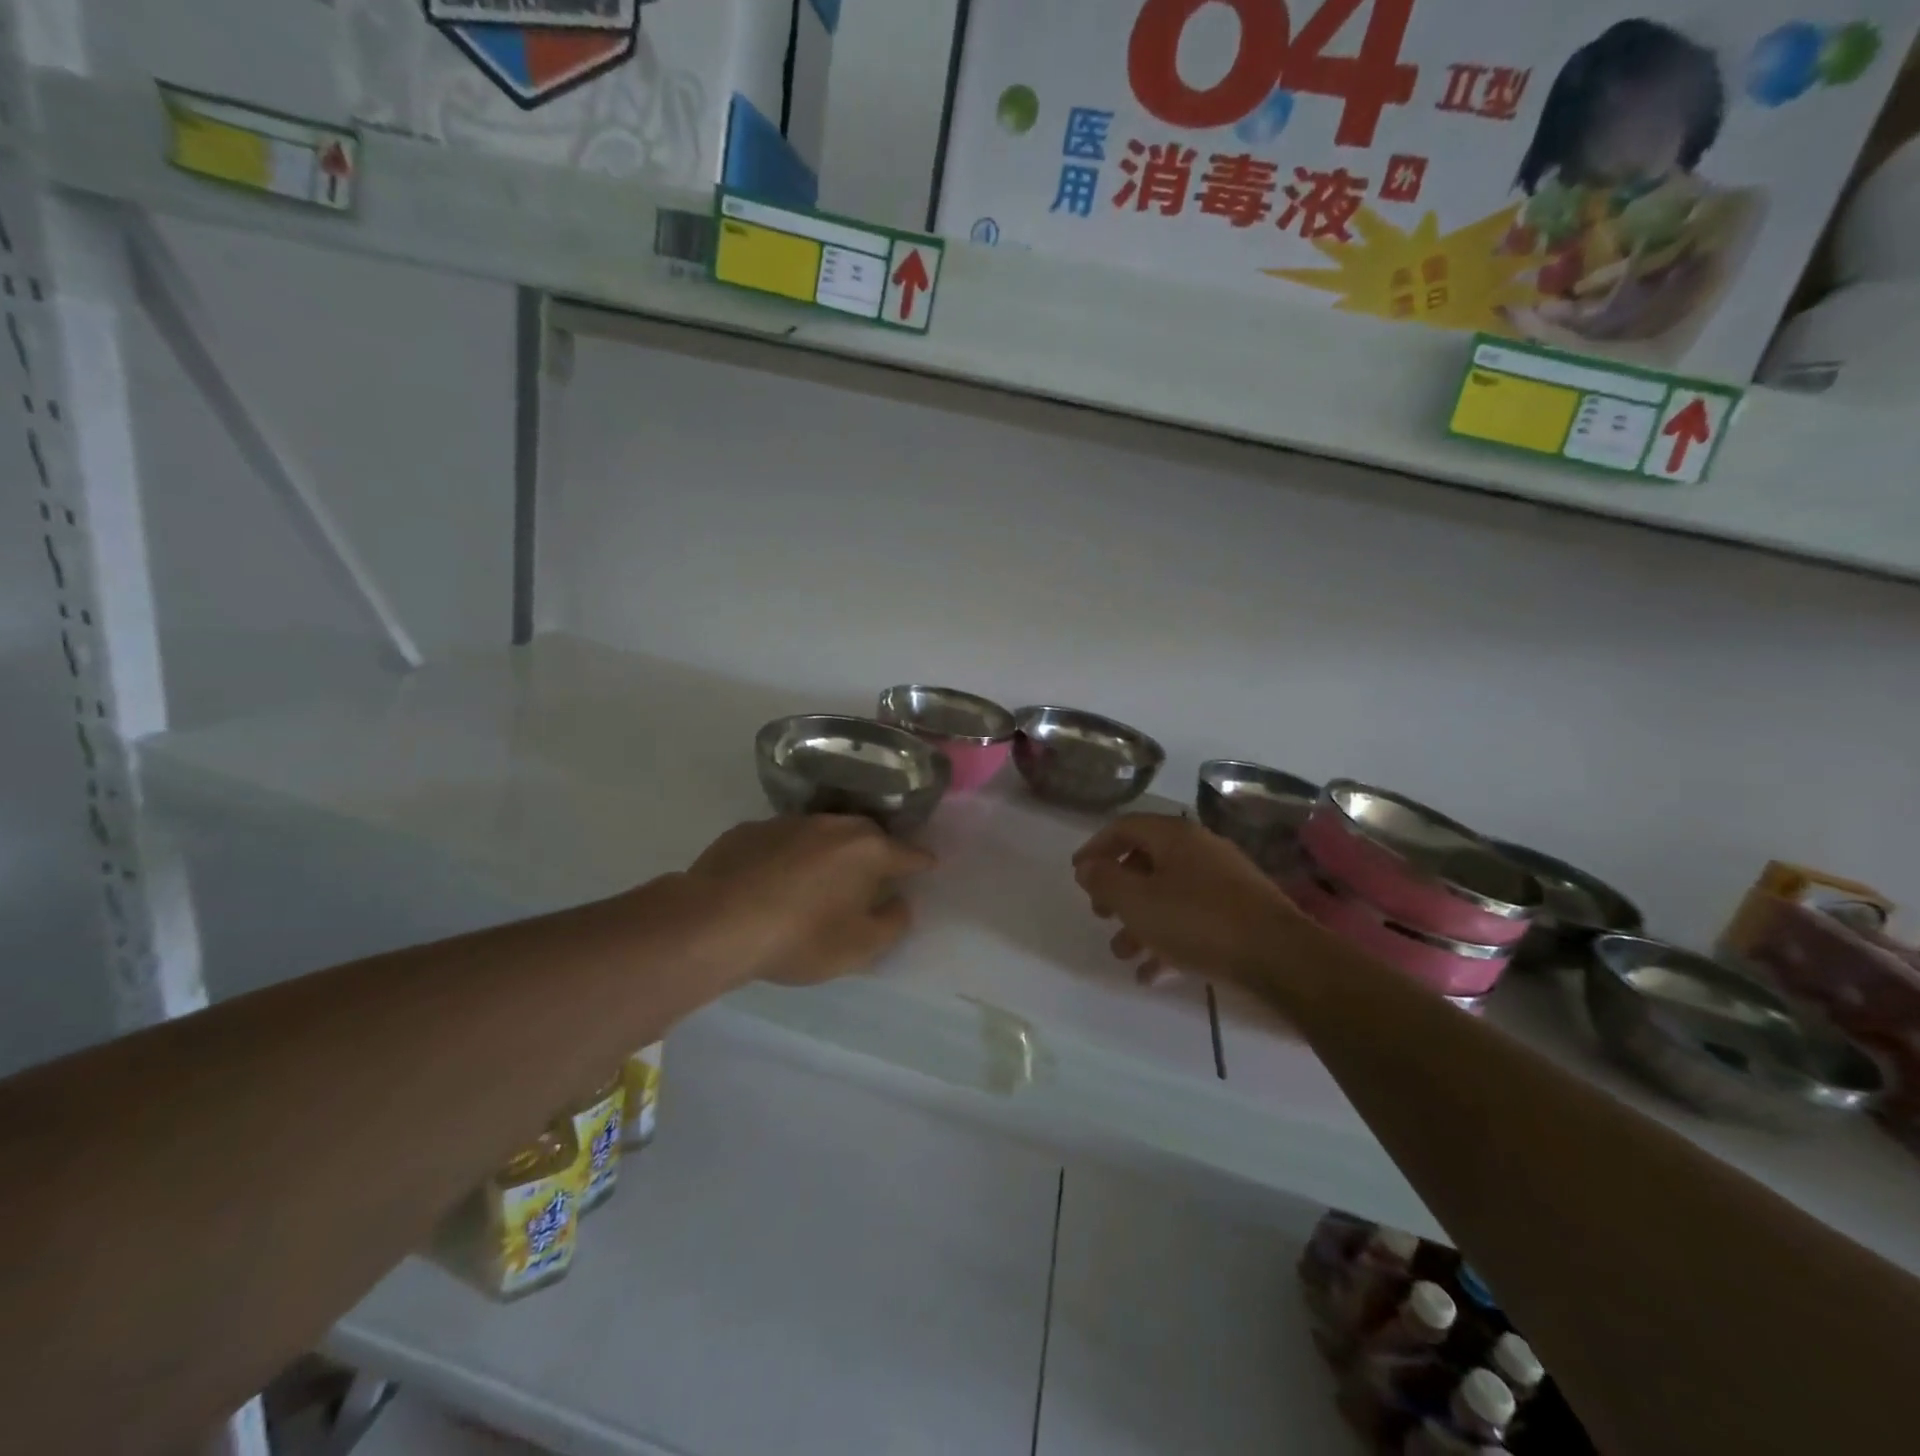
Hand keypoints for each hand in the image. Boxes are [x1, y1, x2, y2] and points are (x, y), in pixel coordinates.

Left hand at [686, 816, 934, 985]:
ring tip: (821, 880)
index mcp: (867, 849)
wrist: (716, 922)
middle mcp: (833, 825)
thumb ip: (892, 923)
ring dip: (829, 853)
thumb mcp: (858, 947)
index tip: (928, 866)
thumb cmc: (799, 936)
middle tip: (873, 876)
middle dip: (876, 853)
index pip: (908, 853)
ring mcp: (789, 822)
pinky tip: (775, 882)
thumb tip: (899, 903)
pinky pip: (783, 842)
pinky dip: (789, 857)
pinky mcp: (750, 830)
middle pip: (867, 836)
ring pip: (823, 834)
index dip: (921, 863)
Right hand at [1072, 815, 1308, 988]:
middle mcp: (1200, 850)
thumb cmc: (1198, 921)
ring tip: (1122, 953)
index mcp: (1174, 836)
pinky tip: (1153, 973)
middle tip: (1100, 913)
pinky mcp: (1240, 912)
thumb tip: (1086, 867)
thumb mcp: (1137, 901)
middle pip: (1147, 862)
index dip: (1095, 847)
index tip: (1077, 873)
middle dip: (1118, 890)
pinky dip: (1169, 939)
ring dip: (1140, 922)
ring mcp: (1224, 881)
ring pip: (1169, 894)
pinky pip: (1193, 919)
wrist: (1280, 957)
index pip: (1125, 828)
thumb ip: (1104, 880)